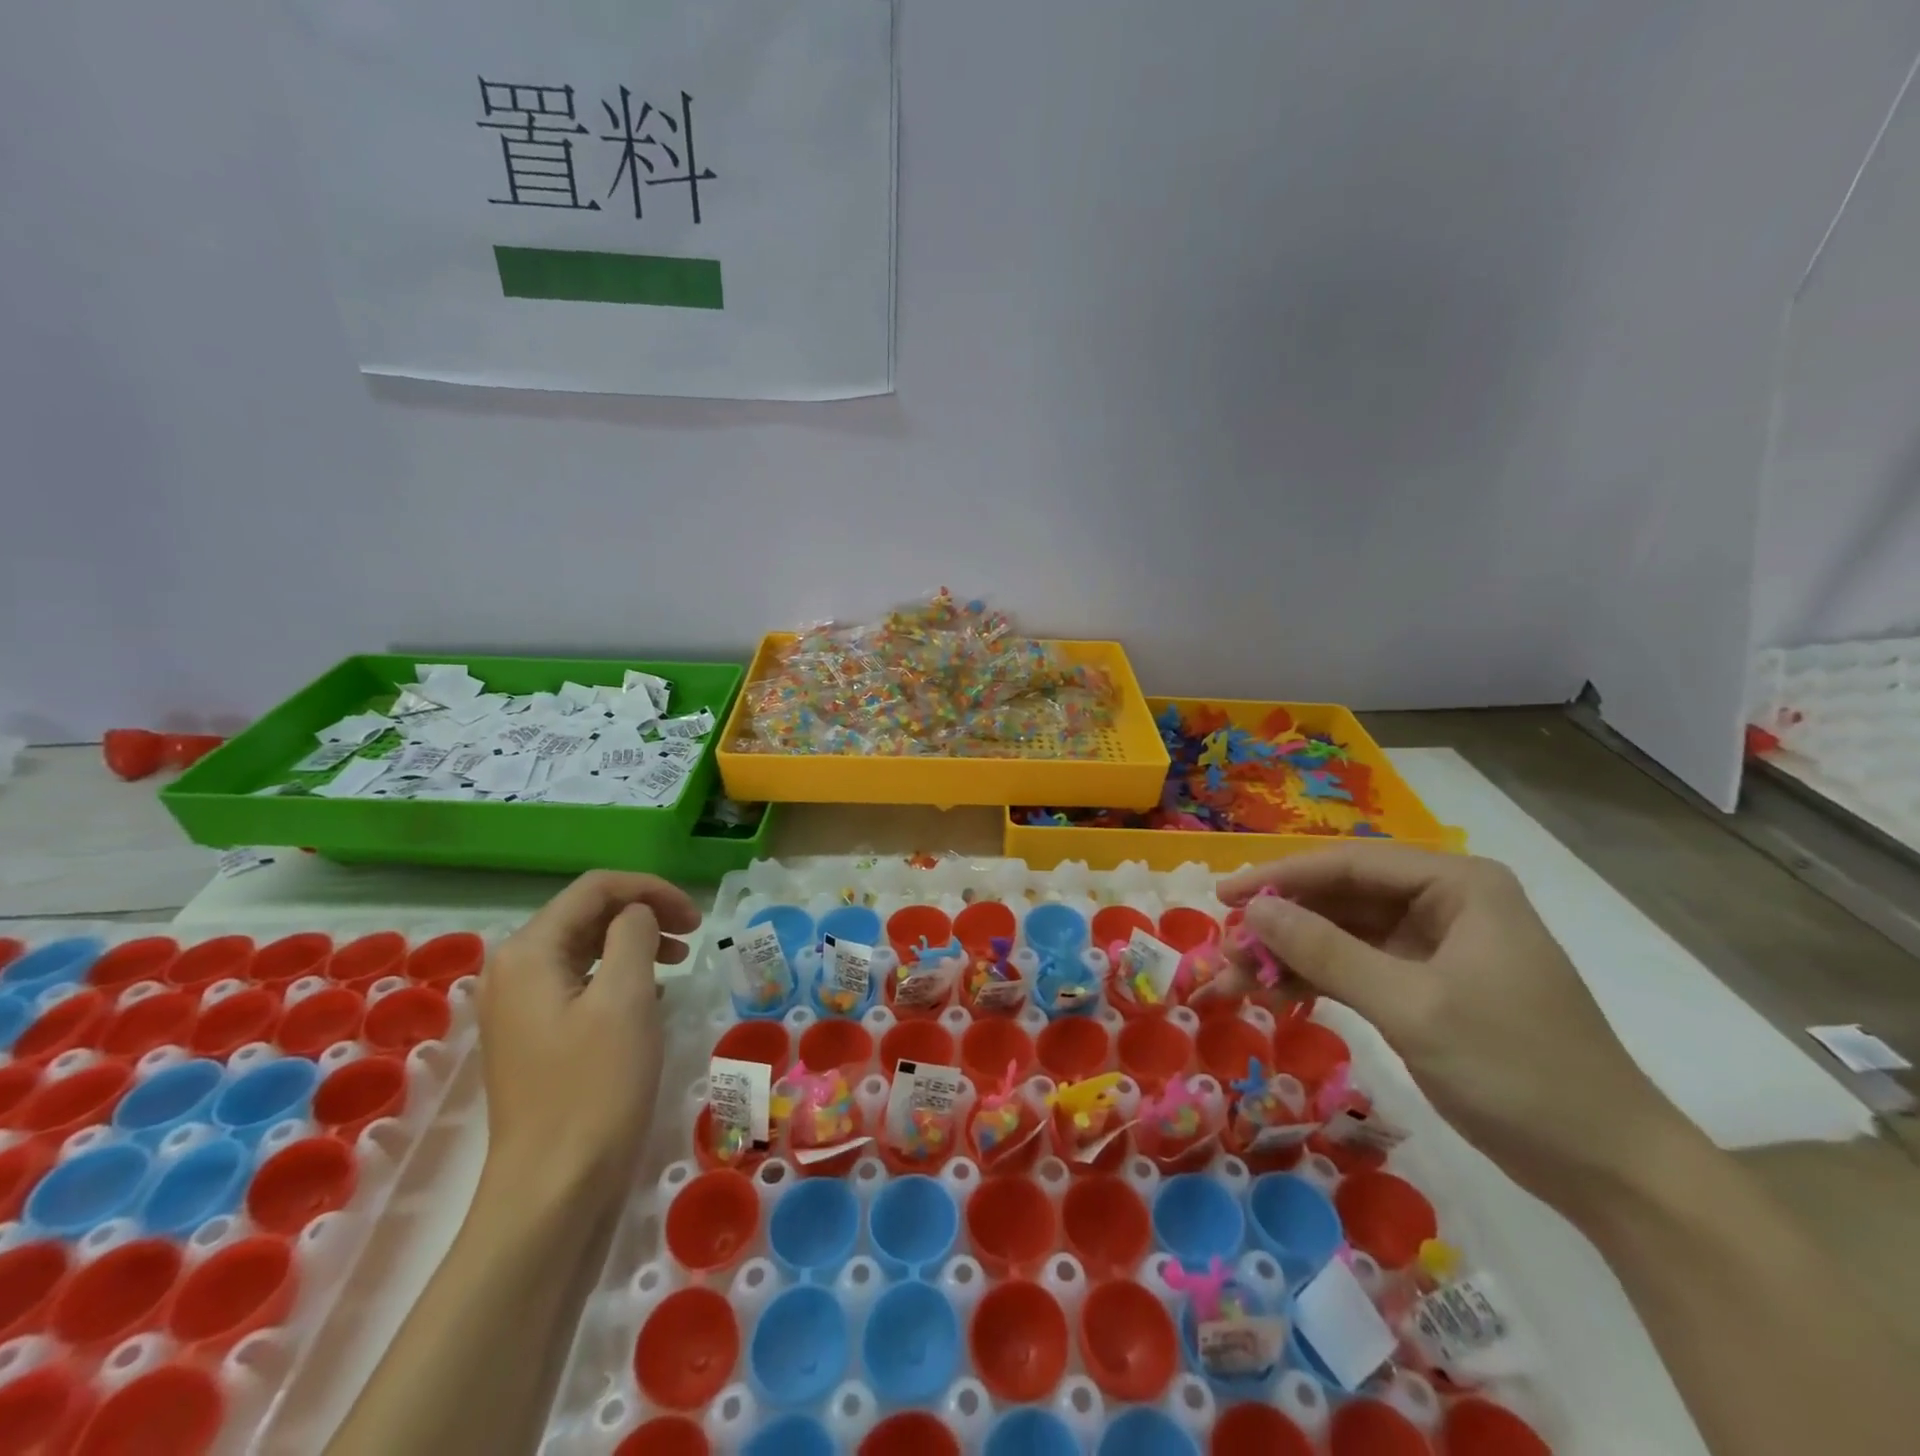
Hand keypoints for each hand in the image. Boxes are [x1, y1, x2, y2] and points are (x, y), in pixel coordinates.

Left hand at [476, 872, 700, 1202]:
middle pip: (587, 914)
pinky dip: (619, 975)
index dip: (651, 890)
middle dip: (644, 914)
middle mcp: (514, 970)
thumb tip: (637, 914)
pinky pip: (580, 983)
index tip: (696, 919)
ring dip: (635, 943)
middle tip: (693, 937)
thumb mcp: (625, 997)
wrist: (553, 1189)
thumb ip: (633, 935)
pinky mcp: (533, 1037)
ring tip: (677, 963)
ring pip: (585, 948)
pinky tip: (649, 997)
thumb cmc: (595, 1087)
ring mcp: (519, 1007)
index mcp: (529, 952)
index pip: (595, 889)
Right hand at [1213, 845, 1691, 1211]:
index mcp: (1457, 885)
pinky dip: (1317, 979)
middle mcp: (1445, 902)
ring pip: (1343, 933)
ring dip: (1291, 954)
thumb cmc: (1517, 1069)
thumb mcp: (1412, 1006)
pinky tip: (1277, 995)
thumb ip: (1326, 952)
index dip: (1280, 877)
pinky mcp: (1427, 986)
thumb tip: (1253, 909)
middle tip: (1225, 946)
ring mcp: (1436, 946)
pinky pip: (1357, 967)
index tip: (1222, 897)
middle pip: (1341, 896)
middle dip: (1281, 921)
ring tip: (1237, 978)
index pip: (1349, 864)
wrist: (1607, 1169)